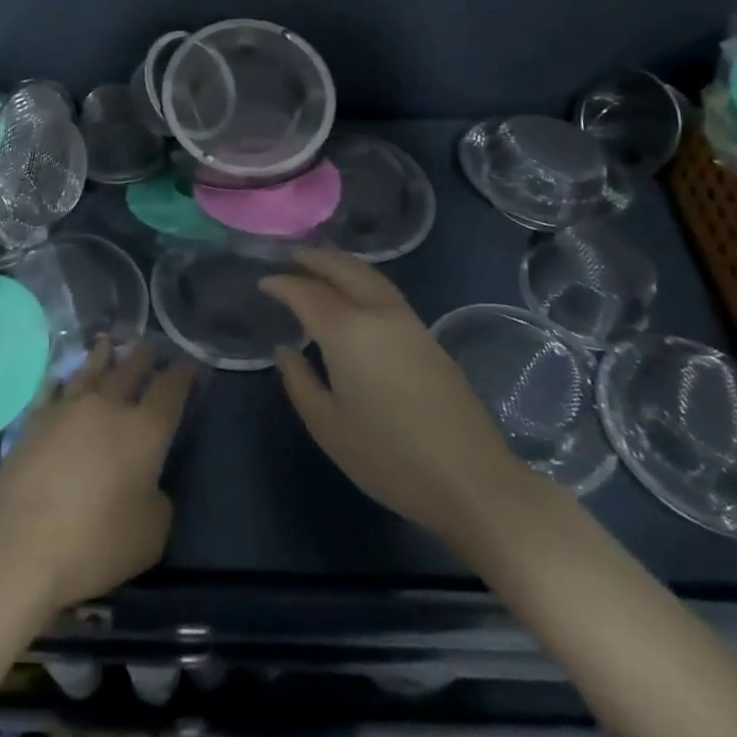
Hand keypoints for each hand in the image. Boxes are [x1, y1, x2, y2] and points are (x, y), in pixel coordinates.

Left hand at [0, 339, 195, 617]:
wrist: (19, 546)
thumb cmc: (95, 545)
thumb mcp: (151, 535)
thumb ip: (158, 499)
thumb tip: (147, 484)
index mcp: (145, 429)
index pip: (172, 388)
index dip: (185, 373)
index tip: (192, 364)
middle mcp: (109, 405)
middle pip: (131, 367)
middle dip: (146, 356)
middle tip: (152, 348)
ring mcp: (68, 407)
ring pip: (92, 368)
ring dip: (105, 354)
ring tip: (110, 342)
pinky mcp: (35, 419)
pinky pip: (54, 386)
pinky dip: (64, 377)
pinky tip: (64, 376)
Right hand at [263, 249, 521, 530]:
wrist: (472, 481)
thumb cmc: (390, 457)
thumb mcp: (328, 427)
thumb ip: (300, 382)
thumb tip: (286, 350)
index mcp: (347, 331)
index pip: (306, 293)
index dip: (282, 284)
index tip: (263, 282)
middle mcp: (378, 314)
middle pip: (344, 270)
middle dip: (315, 259)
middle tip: (290, 256)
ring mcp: (409, 323)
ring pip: (370, 276)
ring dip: (342, 264)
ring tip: (321, 266)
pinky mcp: (429, 338)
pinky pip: (386, 292)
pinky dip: (363, 280)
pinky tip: (355, 296)